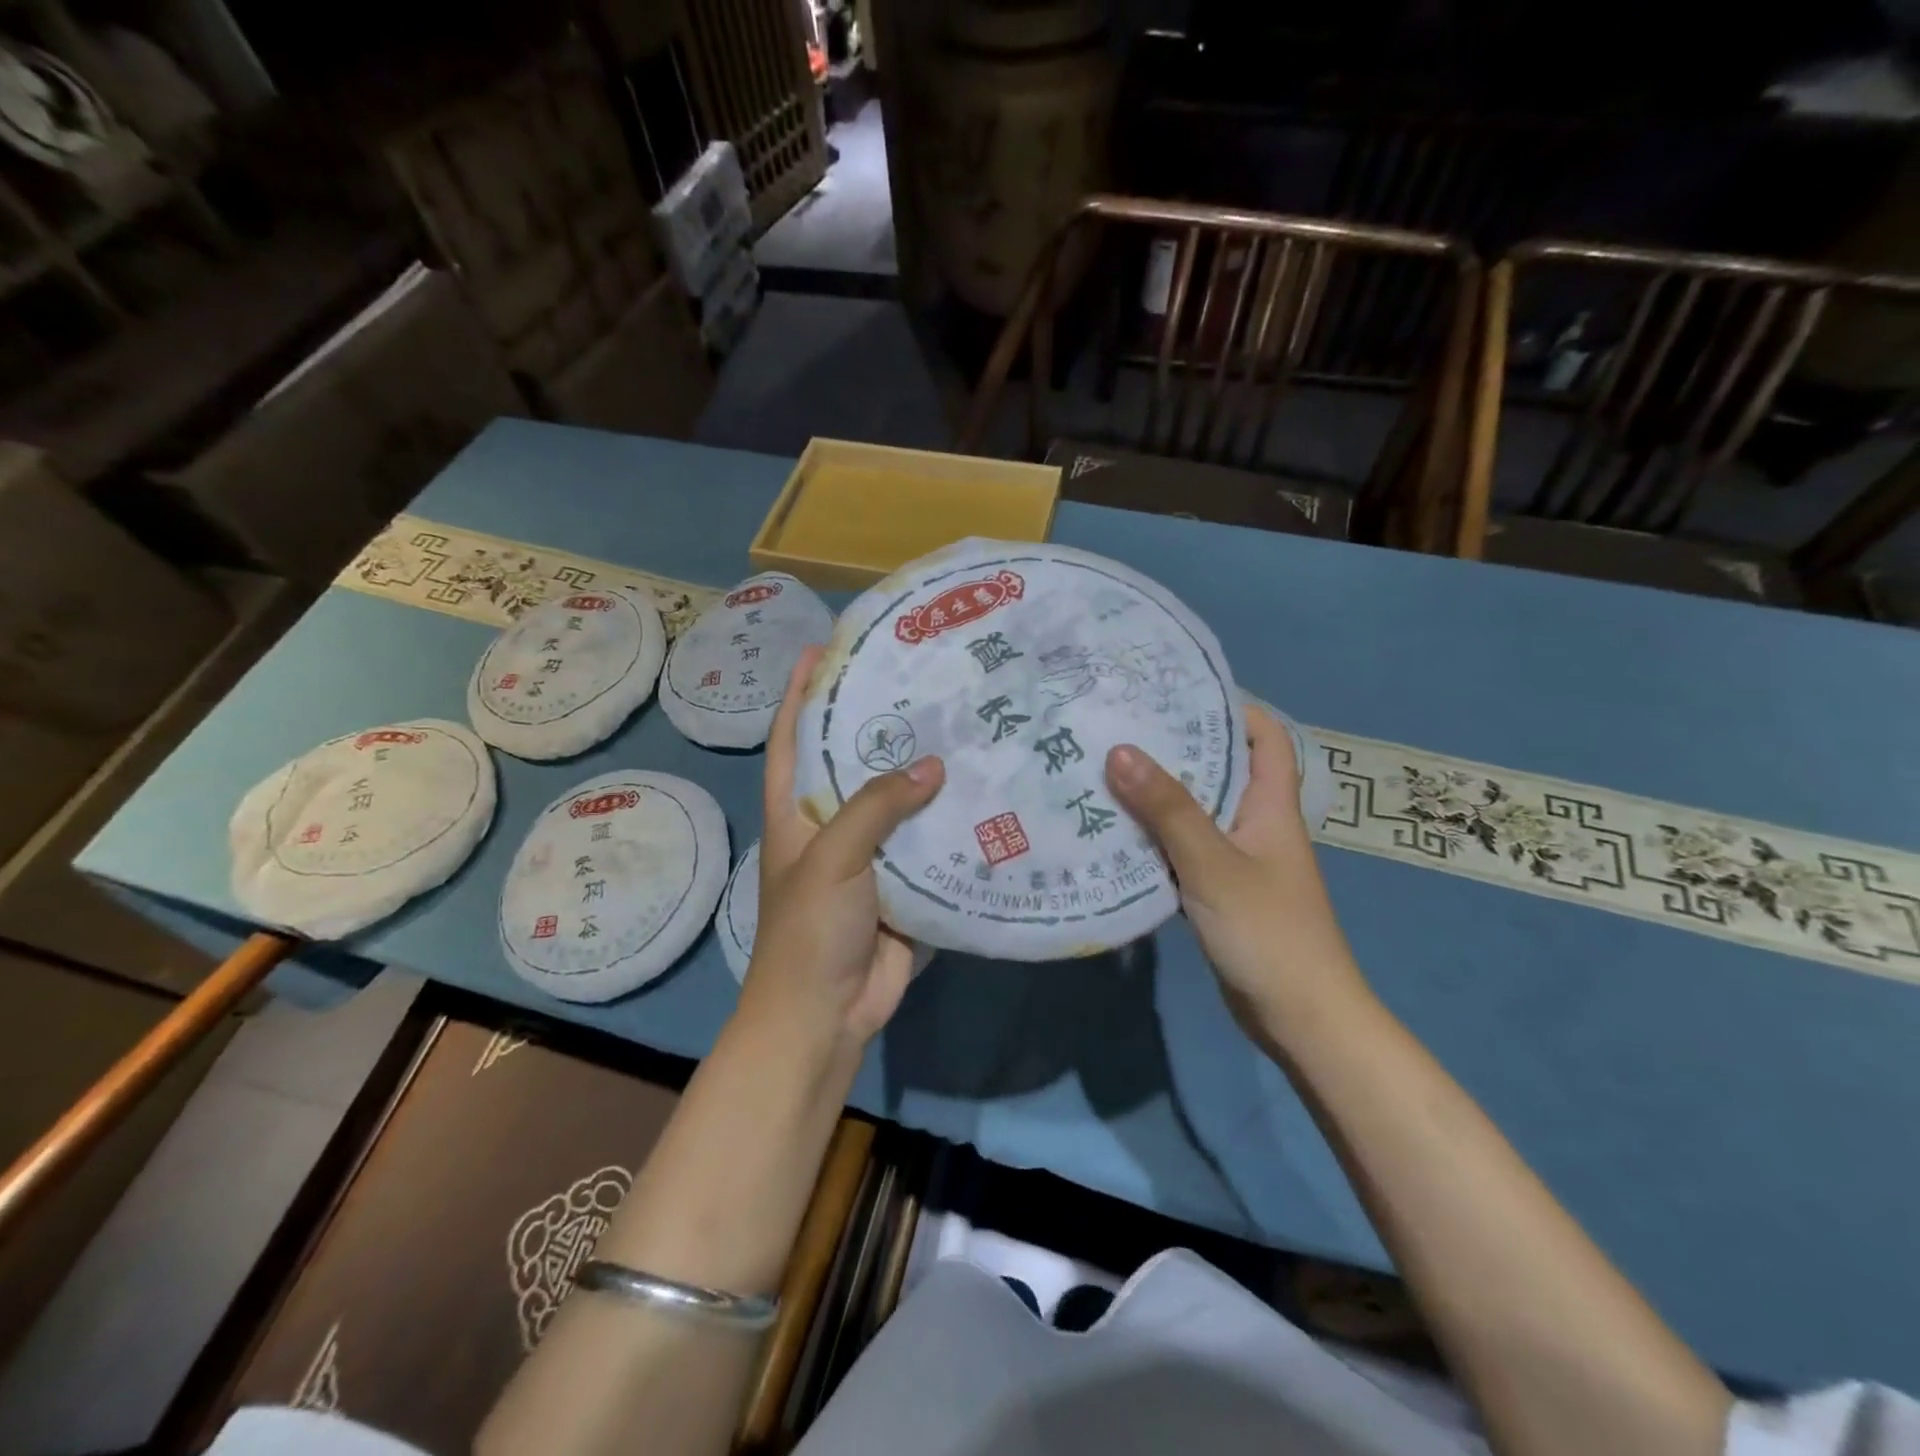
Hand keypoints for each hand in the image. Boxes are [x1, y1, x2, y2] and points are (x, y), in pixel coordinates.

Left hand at [739, 646, 945, 1051]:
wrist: (825, 1015)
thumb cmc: (810, 929)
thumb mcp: (832, 857)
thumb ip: (877, 806)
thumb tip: (933, 765)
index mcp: (797, 813)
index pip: (793, 739)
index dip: (801, 694)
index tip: (821, 650)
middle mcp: (833, 827)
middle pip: (856, 764)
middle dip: (881, 726)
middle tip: (921, 683)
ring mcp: (872, 858)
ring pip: (901, 805)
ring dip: (927, 775)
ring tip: (964, 727)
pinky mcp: (906, 885)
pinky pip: (930, 845)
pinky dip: (952, 824)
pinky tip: (986, 794)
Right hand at [1105, 704, 1365, 1041]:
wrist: (1300, 1018)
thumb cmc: (1269, 932)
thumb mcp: (1214, 865)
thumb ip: (1168, 810)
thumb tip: (1120, 750)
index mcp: (1271, 805)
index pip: (1263, 736)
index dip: (1230, 707)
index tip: (1176, 692)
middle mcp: (1255, 823)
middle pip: (1219, 769)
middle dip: (1174, 747)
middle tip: (1119, 727)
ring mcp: (1236, 858)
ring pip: (1194, 811)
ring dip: (1156, 794)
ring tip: (1103, 769)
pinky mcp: (1217, 890)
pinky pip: (1181, 849)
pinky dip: (1152, 837)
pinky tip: (1112, 831)